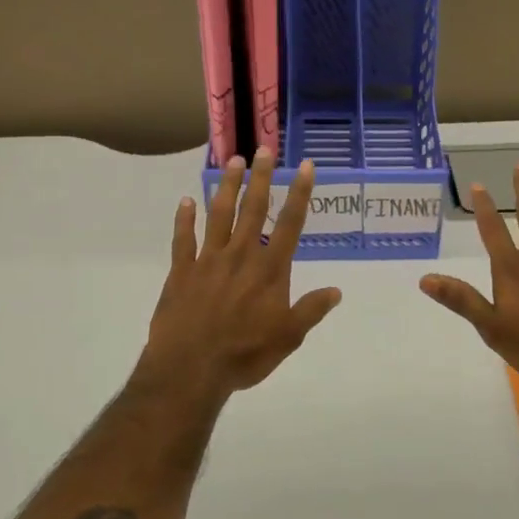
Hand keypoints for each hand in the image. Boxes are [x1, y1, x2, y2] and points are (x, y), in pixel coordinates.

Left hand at [139, 149, 342, 399]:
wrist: (190, 369)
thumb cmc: (245, 354)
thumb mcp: (288, 337)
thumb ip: (311, 310)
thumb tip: (337, 290)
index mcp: (269, 269)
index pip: (290, 223)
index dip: (299, 193)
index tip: (305, 165)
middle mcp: (241, 255)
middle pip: (253, 209)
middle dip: (261, 177)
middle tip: (263, 149)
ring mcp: (208, 260)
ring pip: (219, 214)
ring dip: (227, 186)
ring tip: (233, 161)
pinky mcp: (182, 271)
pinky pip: (183, 239)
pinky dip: (184, 219)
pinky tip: (186, 201)